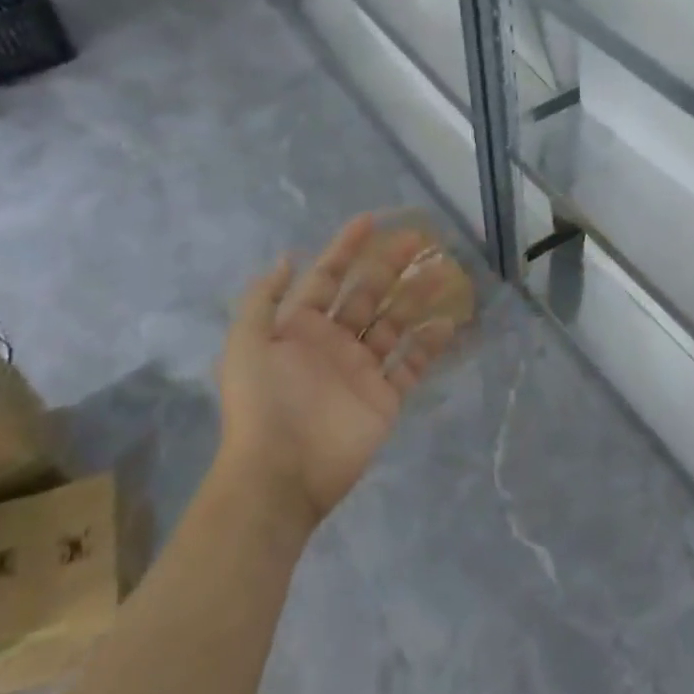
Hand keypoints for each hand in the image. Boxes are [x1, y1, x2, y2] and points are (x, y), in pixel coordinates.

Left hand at [216, 214, 457, 537]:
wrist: (280, 472)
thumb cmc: (262, 402)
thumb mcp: (245, 343)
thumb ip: (264, 298)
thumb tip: (288, 257)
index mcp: (300, 327)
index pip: (328, 277)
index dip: (347, 248)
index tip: (371, 221)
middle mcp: (334, 341)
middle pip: (368, 294)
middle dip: (390, 265)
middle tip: (419, 239)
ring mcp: (362, 369)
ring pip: (395, 323)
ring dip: (417, 297)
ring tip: (444, 273)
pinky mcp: (385, 398)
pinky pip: (411, 365)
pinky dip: (429, 345)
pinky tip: (447, 323)